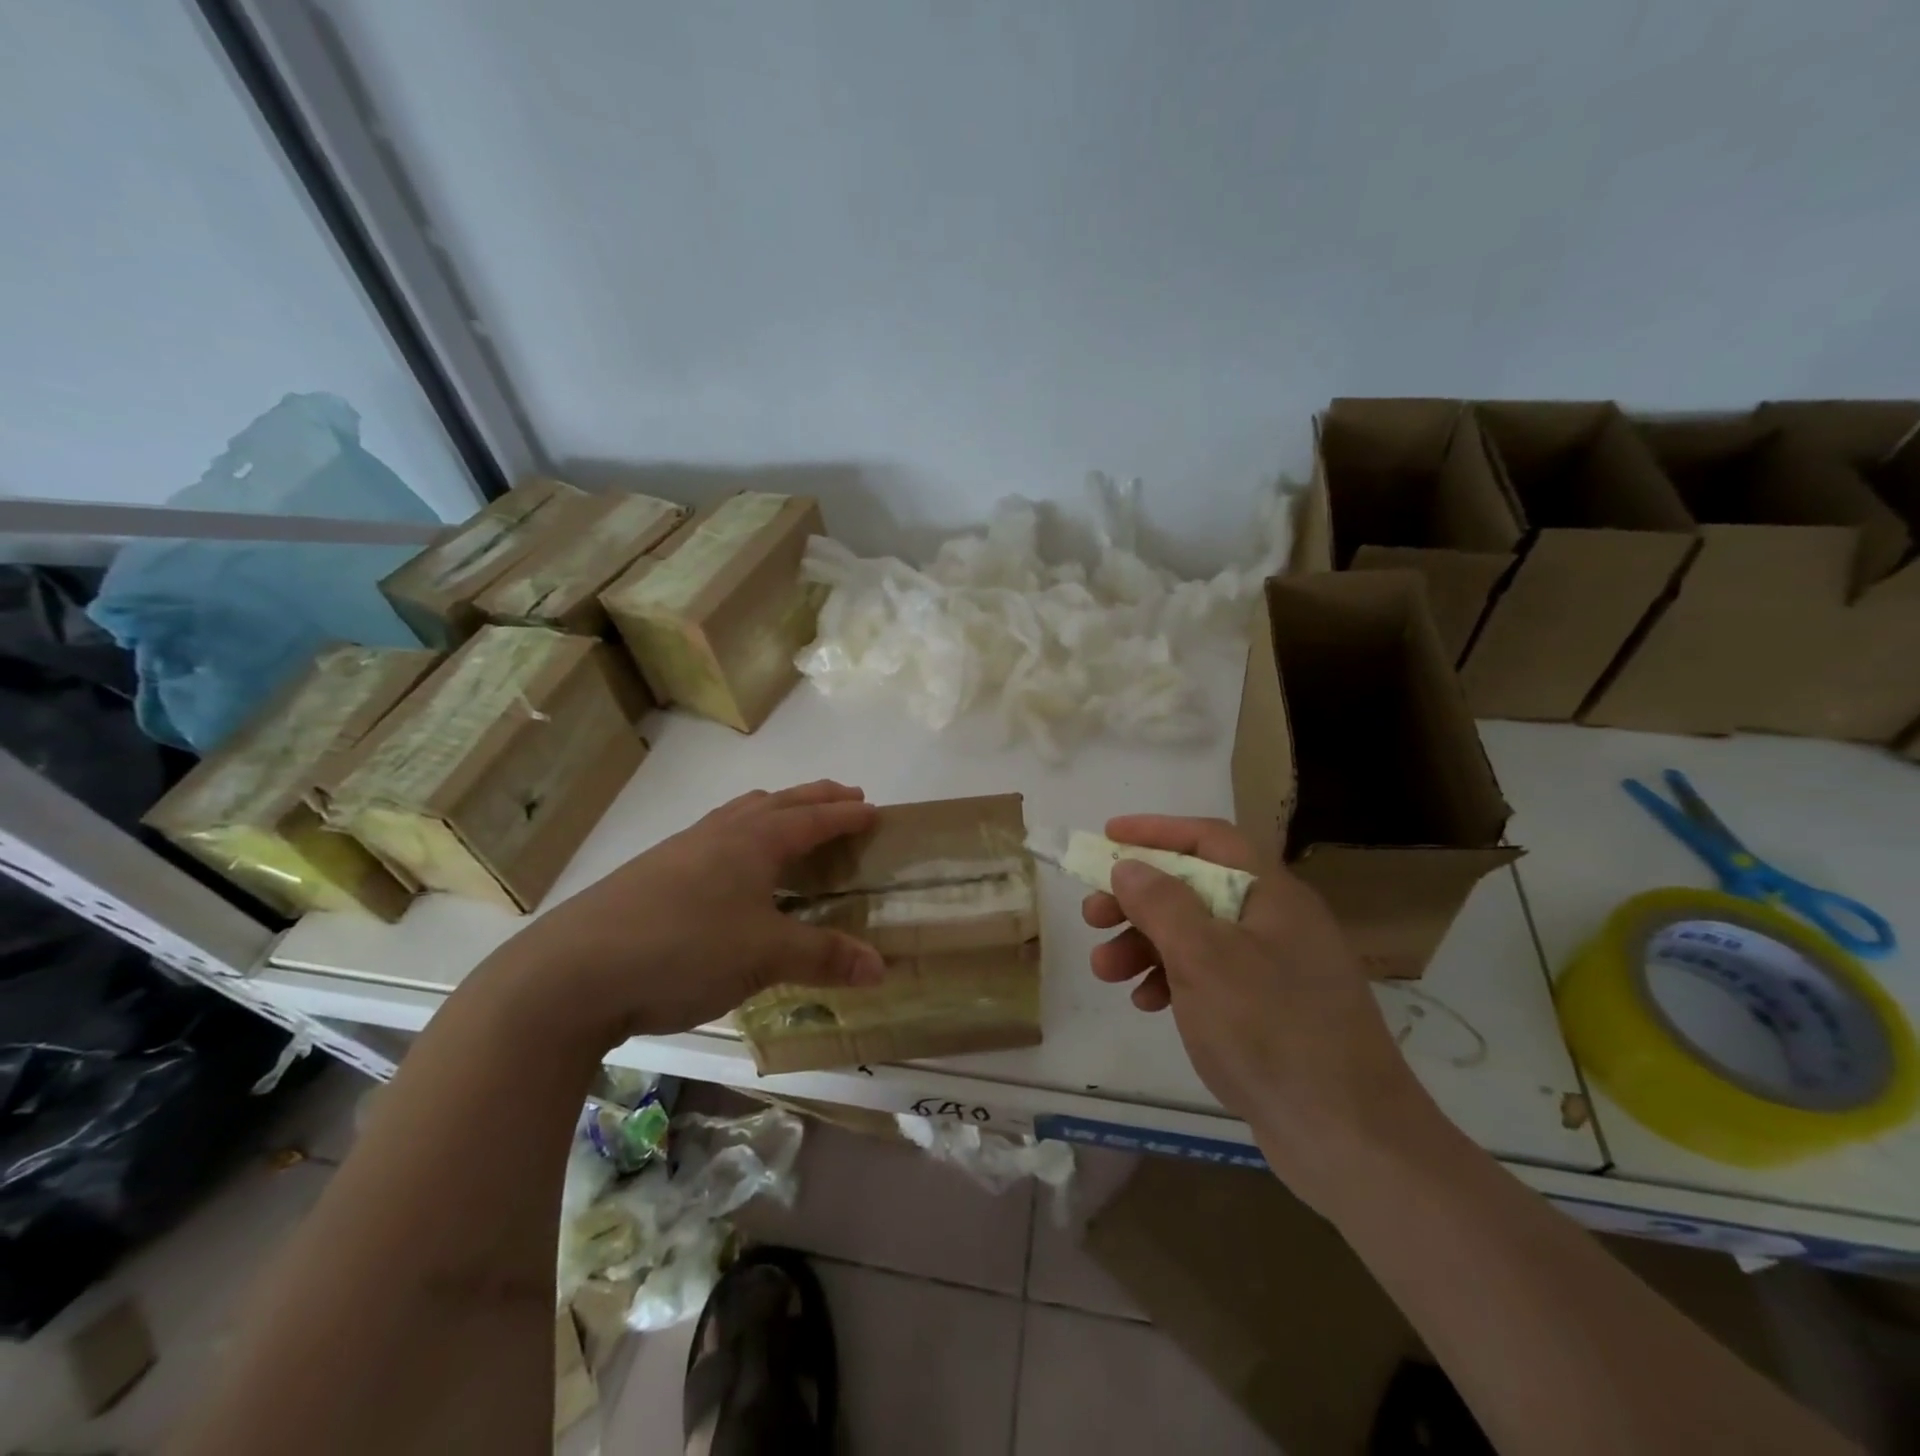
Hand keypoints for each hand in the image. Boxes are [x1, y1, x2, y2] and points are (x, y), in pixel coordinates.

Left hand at [486, 781, 885, 1044]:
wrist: (572, 971)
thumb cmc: (684, 949)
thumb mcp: (764, 956)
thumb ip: (824, 957)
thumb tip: (882, 968)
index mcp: (754, 841)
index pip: (813, 818)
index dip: (847, 814)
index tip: (875, 809)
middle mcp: (720, 833)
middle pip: (779, 802)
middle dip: (817, 798)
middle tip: (846, 798)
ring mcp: (681, 849)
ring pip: (741, 814)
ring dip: (776, 810)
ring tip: (792, 821)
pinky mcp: (653, 873)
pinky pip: (715, 837)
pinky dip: (742, 835)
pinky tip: (733, 867)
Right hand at [1082, 815, 1443, 1205]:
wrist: (1350, 1140)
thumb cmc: (1270, 1030)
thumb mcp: (1203, 957)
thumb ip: (1162, 903)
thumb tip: (1129, 865)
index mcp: (1271, 894)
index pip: (1209, 839)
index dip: (1156, 831)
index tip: (1107, 837)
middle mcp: (1276, 922)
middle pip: (1196, 888)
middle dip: (1138, 899)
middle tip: (1092, 916)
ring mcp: (1276, 970)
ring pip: (1197, 936)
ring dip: (1146, 945)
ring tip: (1105, 971)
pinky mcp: (1270, 1013)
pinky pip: (1210, 978)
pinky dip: (1172, 980)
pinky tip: (1146, 1003)